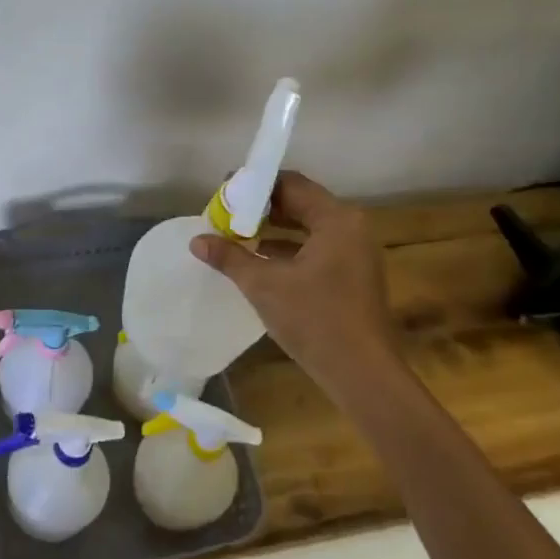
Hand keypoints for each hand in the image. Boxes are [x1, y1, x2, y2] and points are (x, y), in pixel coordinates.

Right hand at [189, 171, 400, 381]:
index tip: (224, 192)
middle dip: (261, 207)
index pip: (291, 184)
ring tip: (236, 234)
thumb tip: (197, 240)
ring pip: (307, 227)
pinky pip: (315, 248)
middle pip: (300, 203)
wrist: (362, 374)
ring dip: (273, 228)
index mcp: (336, 220)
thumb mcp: (264, 285)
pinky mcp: (352, 276)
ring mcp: (355, 253)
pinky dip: (287, 248)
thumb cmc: (314, 319)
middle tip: (226, 213)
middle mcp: (350, 228)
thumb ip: (230, 257)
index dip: (255, 185)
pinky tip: (259, 260)